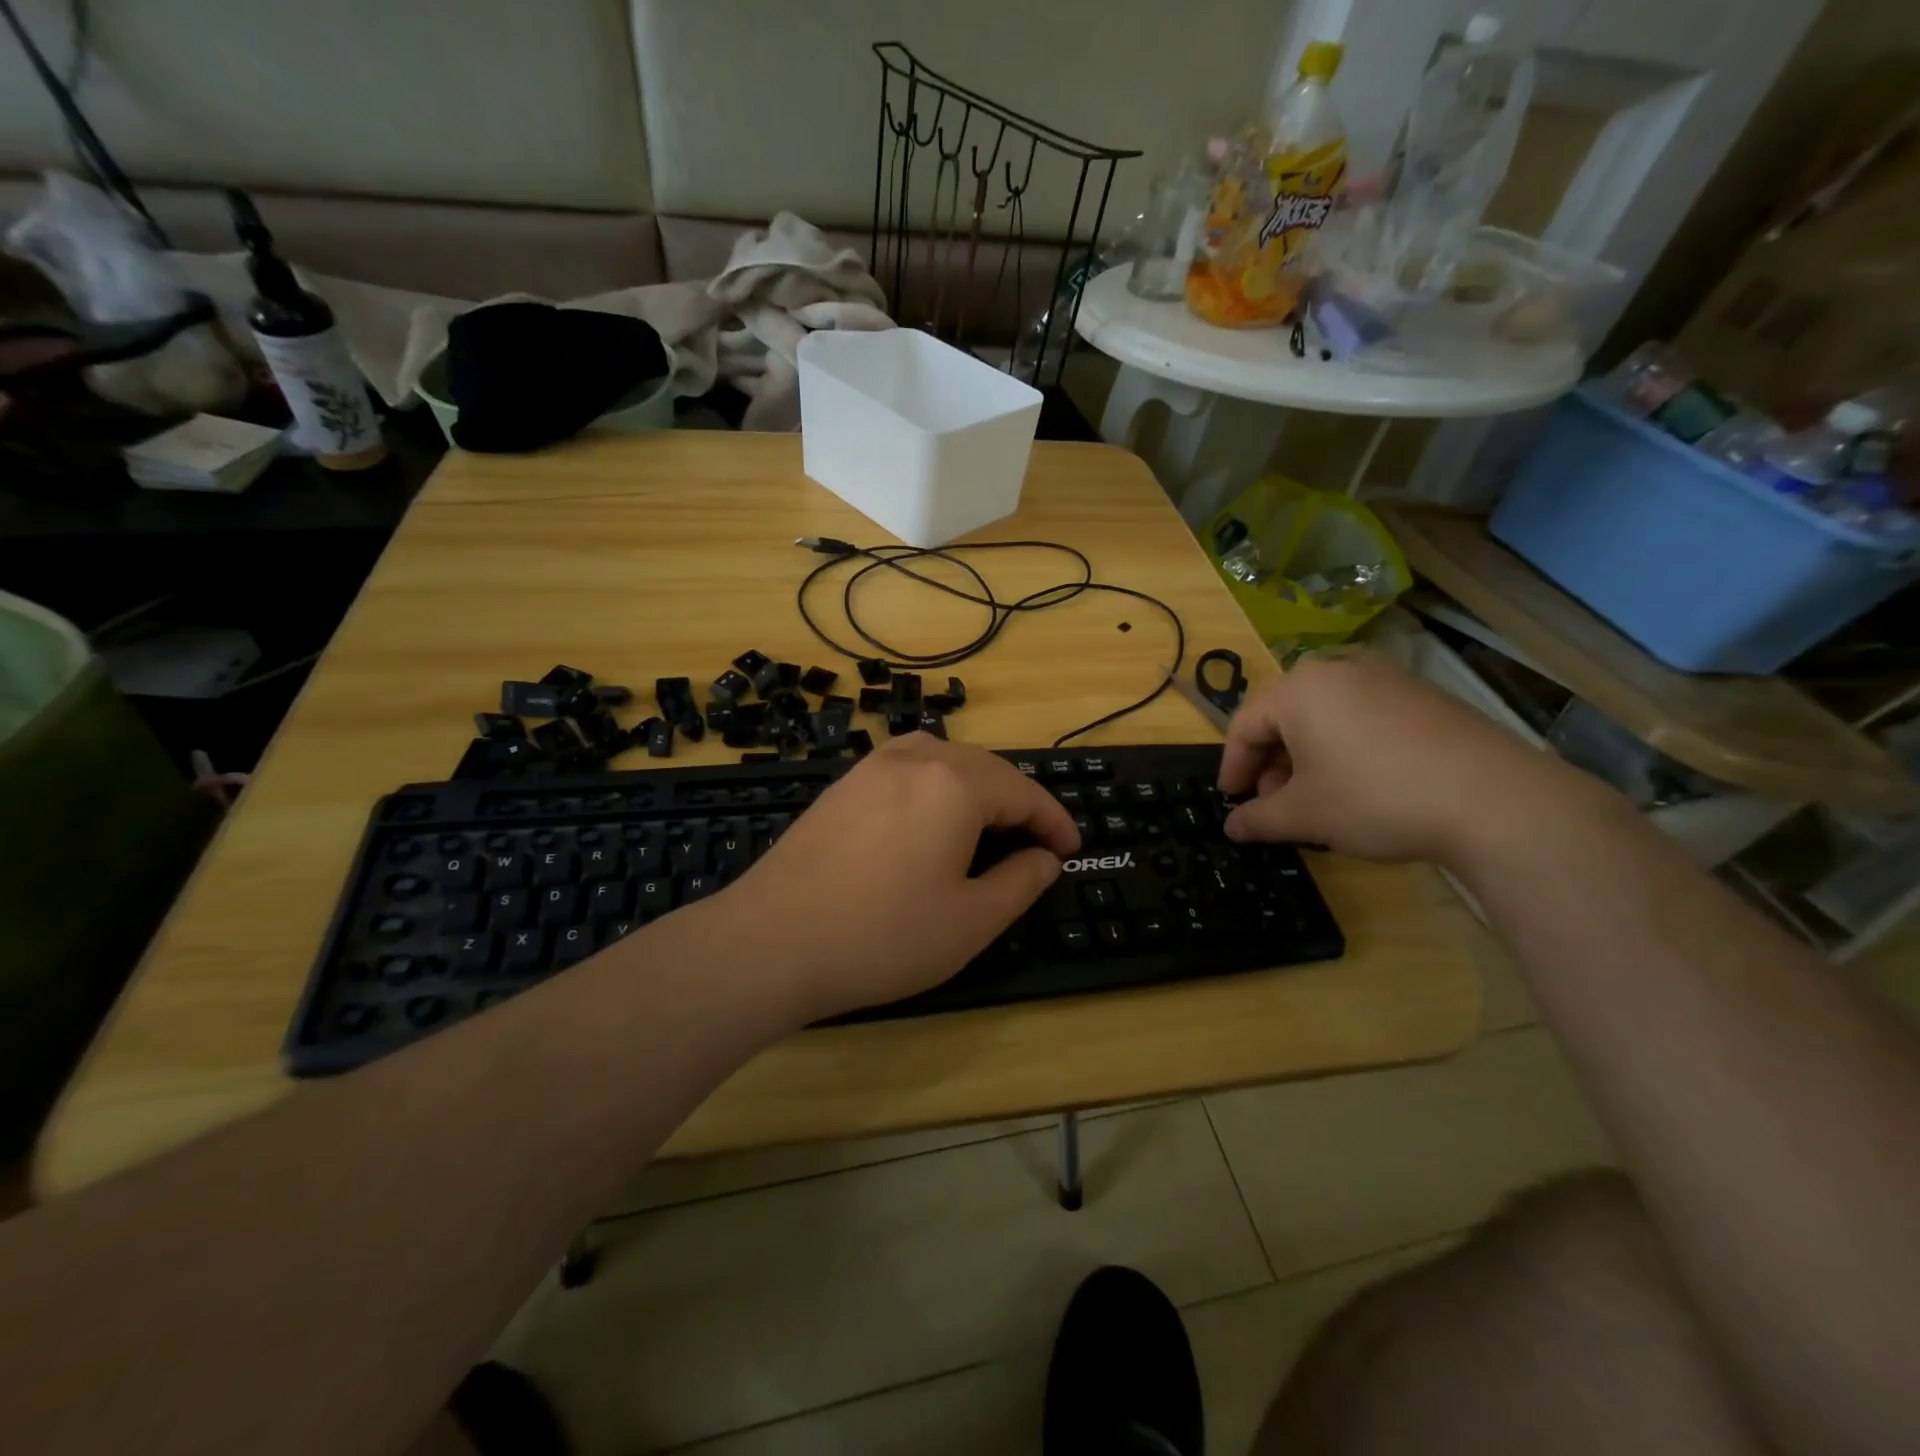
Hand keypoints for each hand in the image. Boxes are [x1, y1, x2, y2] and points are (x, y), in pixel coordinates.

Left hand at [719, 734, 1080, 1021]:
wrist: (770, 942)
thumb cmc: (882, 936)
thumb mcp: (970, 921)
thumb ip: (1020, 882)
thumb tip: (1044, 858)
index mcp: (955, 784)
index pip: (1024, 792)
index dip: (1054, 822)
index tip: (1071, 850)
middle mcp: (915, 759)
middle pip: (985, 767)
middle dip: (1018, 801)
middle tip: (1034, 843)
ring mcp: (871, 767)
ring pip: (943, 758)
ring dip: (976, 785)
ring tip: (987, 825)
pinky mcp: (841, 785)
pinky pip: (906, 767)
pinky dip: (935, 784)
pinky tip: (929, 818)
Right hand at [1217, 652, 1581, 865]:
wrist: (1491, 799)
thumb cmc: (1374, 798)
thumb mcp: (1304, 816)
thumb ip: (1258, 819)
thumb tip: (1232, 827)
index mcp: (1298, 690)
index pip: (1245, 726)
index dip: (1232, 767)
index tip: (1231, 801)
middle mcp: (1338, 671)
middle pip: (1284, 717)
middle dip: (1272, 763)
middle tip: (1273, 804)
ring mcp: (1385, 678)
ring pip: (1324, 716)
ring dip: (1307, 757)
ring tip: (1315, 798)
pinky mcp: (1422, 694)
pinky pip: (1362, 717)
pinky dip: (1345, 747)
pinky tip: (1359, 784)